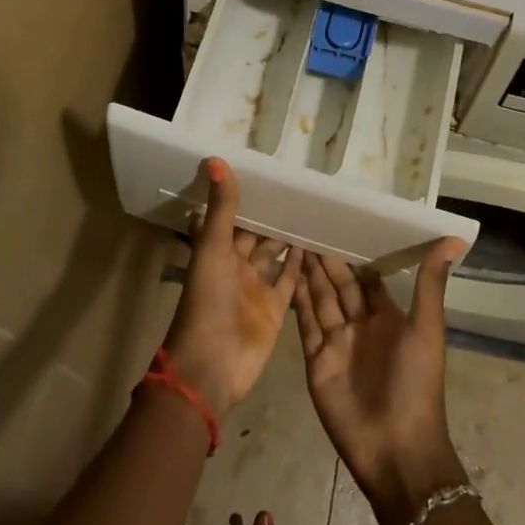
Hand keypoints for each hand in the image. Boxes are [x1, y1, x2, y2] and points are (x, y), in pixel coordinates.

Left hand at [162, 159, 302, 416]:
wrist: (212, 366)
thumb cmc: (207, 302)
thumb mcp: (212, 249)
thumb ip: (220, 207)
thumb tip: (215, 158)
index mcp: (217, 251)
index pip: (234, 217)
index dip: (247, 197)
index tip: (268, 171)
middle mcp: (237, 267)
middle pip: (256, 235)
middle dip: (272, 215)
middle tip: (298, 187)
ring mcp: (257, 288)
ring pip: (275, 255)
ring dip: (288, 236)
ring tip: (312, 209)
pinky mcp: (276, 309)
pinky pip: (290, 280)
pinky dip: (301, 263)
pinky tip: (316, 242)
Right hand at [295, 240, 471, 524]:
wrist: (395, 449)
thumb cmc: (416, 384)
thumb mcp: (427, 329)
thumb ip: (431, 284)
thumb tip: (454, 239)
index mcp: (389, 317)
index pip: (368, 277)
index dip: (356, 252)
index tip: (341, 220)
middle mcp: (360, 326)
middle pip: (340, 285)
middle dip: (326, 257)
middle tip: (308, 221)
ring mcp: (336, 343)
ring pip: (320, 299)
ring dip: (309, 272)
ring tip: (293, 238)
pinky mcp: (316, 360)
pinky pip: (305, 324)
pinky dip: (296, 299)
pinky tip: (287, 273)